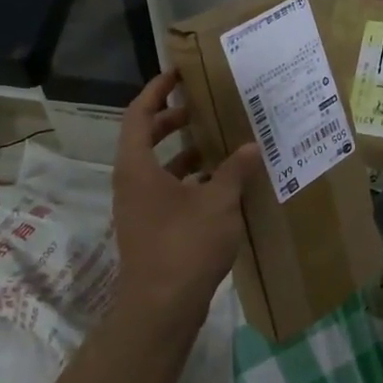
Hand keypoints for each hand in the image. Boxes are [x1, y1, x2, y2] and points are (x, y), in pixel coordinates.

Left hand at [111, 71, 259, 332]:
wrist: (160, 309)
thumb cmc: (185, 246)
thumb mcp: (218, 203)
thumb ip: (235, 170)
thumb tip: (252, 146)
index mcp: (137, 167)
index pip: (139, 114)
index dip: (157, 90)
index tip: (178, 74)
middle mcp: (131, 182)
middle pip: (145, 137)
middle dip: (171, 119)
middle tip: (201, 106)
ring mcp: (138, 207)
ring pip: (155, 166)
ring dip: (182, 150)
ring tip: (217, 140)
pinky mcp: (149, 228)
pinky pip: (165, 189)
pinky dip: (187, 178)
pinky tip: (218, 183)